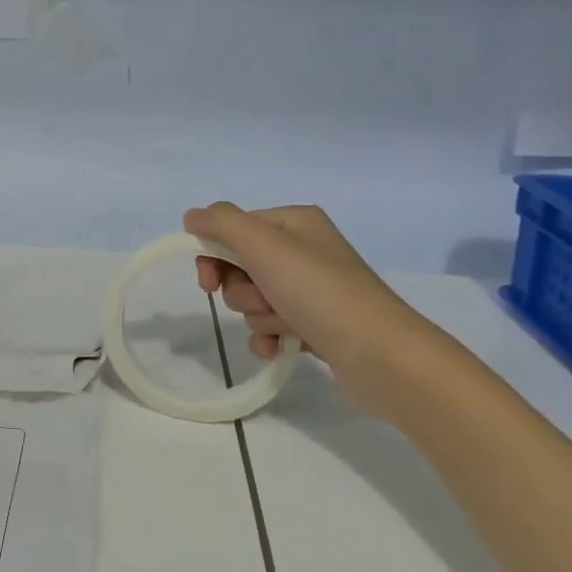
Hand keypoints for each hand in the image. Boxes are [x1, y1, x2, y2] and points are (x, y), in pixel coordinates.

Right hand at [184, 202, 411, 373]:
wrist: (380, 355)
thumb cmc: (318, 291)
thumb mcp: (264, 245)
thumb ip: (221, 224)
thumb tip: (191, 216)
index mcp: (293, 222)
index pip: (232, 228)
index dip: (213, 254)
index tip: (207, 281)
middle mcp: (303, 250)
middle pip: (240, 265)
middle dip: (242, 289)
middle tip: (262, 300)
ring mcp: (311, 289)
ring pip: (252, 298)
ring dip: (259, 315)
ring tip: (286, 325)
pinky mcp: (315, 324)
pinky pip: (270, 326)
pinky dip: (268, 337)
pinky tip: (279, 348)